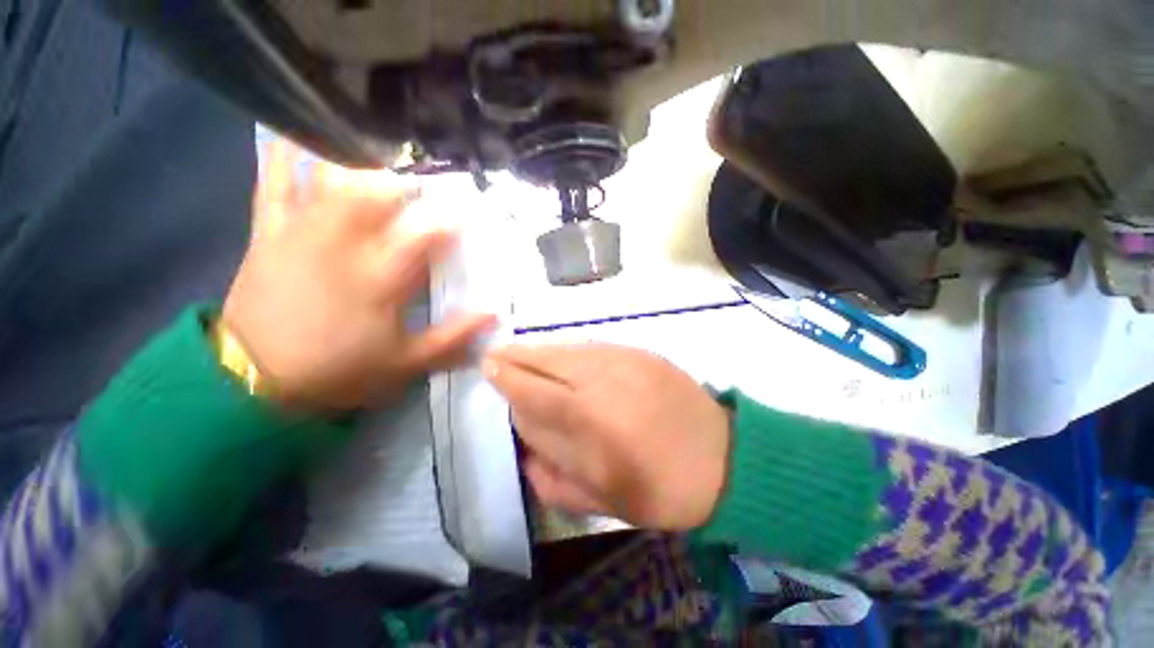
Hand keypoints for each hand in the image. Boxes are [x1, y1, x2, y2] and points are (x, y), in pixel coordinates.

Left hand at [222, 140, 494, 410]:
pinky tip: (300, 136)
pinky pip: (272, 184)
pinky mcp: (268, 233)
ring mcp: (300, 233)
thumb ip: (453, 337)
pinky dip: (284, 156)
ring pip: (329, 179)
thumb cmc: (340, 370)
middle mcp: (341, 245)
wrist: (255, 379)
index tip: (472, 208)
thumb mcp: (408, 363)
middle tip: (427, 175)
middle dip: (407, 178)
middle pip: (376, 192)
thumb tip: (494, 313)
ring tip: (380, 150)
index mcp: (380, 278)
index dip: (452, 216)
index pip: (425, 233)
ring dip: (357, 160)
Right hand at [485, 344, 731, 529]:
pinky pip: (593, 345)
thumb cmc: (660, 489)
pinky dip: (570, 349)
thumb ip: (552, 479)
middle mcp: (602, 384)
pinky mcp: (640, 352)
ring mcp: (624, 361)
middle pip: (546, 360)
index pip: (532, 394)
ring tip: (523, 352)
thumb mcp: (601, 503)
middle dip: (516, 356)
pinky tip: (562, 354)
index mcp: (590, 426)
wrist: (721, 458)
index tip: (489, 368)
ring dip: (540, 349)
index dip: (507, 378)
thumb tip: (524, 448)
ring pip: (568, 347)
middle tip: (497, 354)